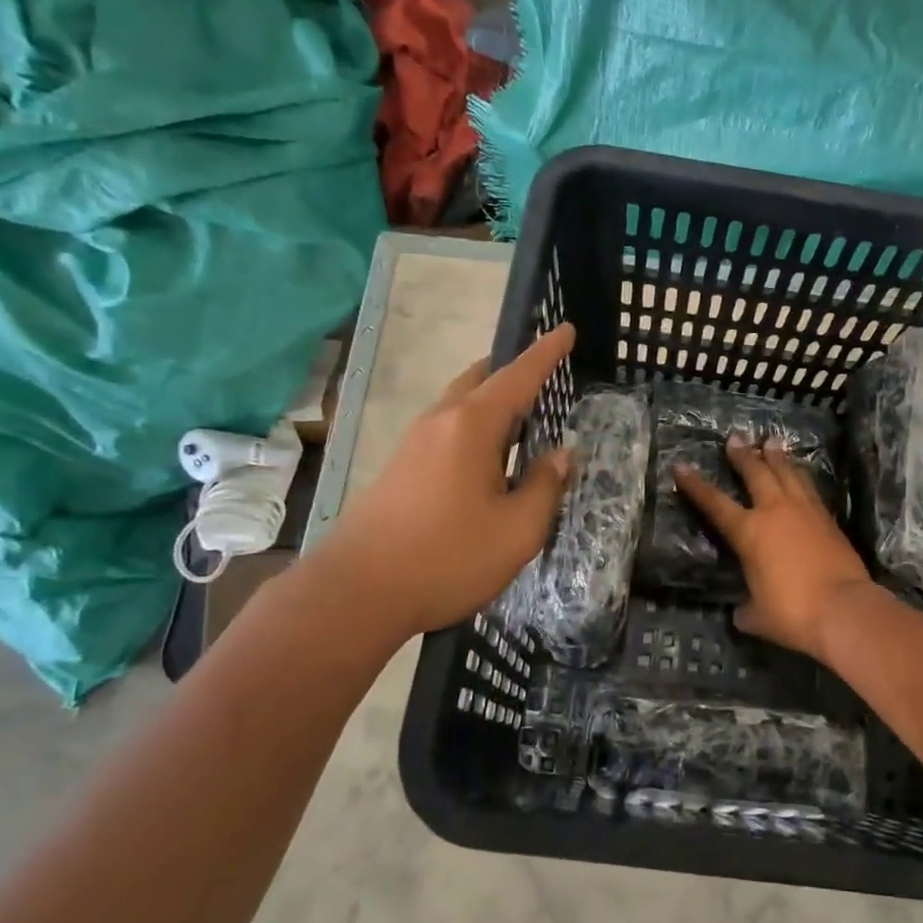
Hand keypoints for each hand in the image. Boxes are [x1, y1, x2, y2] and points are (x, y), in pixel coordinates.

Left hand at [315, 324, 575, 634]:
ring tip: (523, 422)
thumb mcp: (517, 530)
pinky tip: (488, 460)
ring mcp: (413, 443)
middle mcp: (440, 422)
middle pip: (480, 380)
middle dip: (514, 373)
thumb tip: (560, 456)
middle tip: (546, 380)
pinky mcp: (399, 467)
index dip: (546, 353)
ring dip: (492, 403)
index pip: (518, 376)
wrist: (356, 593)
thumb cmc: (447, 558)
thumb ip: (545, 487)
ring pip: (460, 405)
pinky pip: (446, 430)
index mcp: (471, 426)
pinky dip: (475, 428)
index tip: (566, 329)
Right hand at [673, 437, 874, 661]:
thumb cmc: (792, 613)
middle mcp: (775, 511)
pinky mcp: (828, 519)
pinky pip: (809, 488)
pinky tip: (800, 473)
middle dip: (743, 455)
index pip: (714, 503)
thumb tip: (742, 612)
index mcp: (749, 532)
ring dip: (777, 456)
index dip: (695, 485)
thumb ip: (746, 609)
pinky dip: (800, 476)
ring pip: (788, 473)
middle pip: (756, 473)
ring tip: (772, 440)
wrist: (844, 609)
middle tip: (736, 437)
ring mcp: (805, 511)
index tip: (680, 465)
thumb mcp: (758, 616)